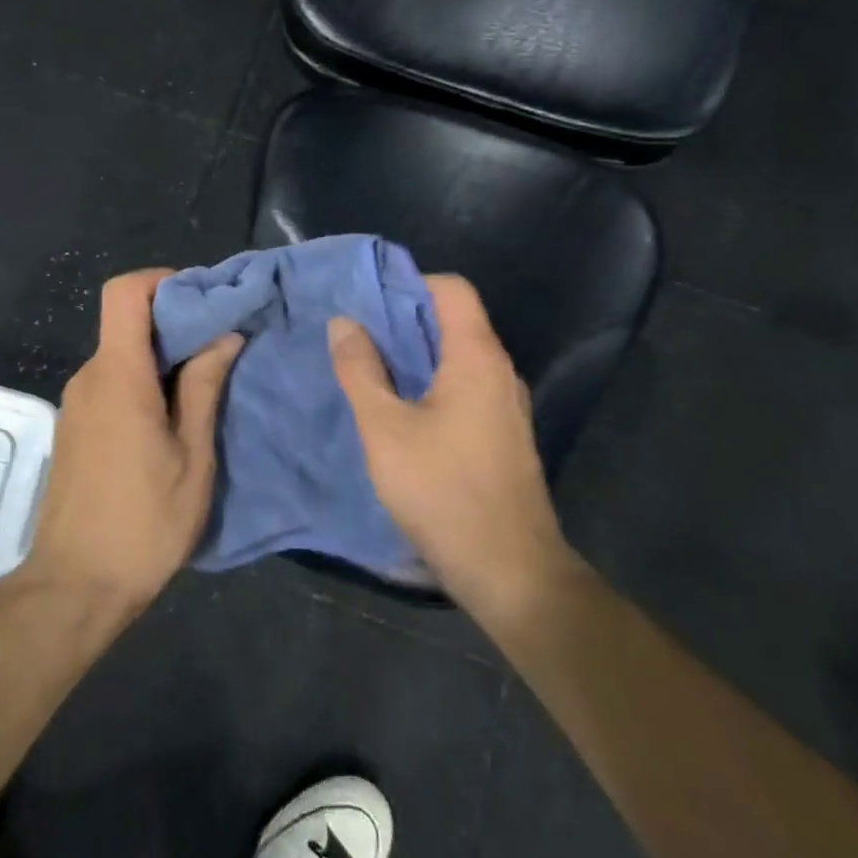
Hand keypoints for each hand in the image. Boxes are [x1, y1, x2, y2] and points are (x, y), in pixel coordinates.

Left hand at [20, 269, 243, 620]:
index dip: (162, 280)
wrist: (74, 586)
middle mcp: (89, 377)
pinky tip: (172, 417)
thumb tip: (224, 334)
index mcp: (118, 375)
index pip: (125, 292)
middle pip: (126, 321)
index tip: (203, 299)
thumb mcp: (192, 456)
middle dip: (175, 321)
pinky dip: (143, 381)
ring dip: (161, 356)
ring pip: (121, 354)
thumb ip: (204, 387)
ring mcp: (76, 402)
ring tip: (205, 383)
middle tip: (221, 344)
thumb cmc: (144, 523)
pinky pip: (111, 382)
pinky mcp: (75, 426)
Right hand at [328, 275, 582, 620]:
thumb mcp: (385, 429)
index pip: (452, 289)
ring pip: (457, 357)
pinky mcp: (503, 436)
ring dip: (414, 355)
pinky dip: (430, 384)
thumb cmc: (443, 492)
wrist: (512, 574)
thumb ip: (361, 370)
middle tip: (355, 333)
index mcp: (477, 357)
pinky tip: (399, 410)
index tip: (367, 300)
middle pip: (454, 320)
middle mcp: (499, 372)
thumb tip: (344, 322)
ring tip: (369, 368)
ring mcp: (506, 406)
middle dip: (402, 320)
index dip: (410, 283)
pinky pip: (464, 388)